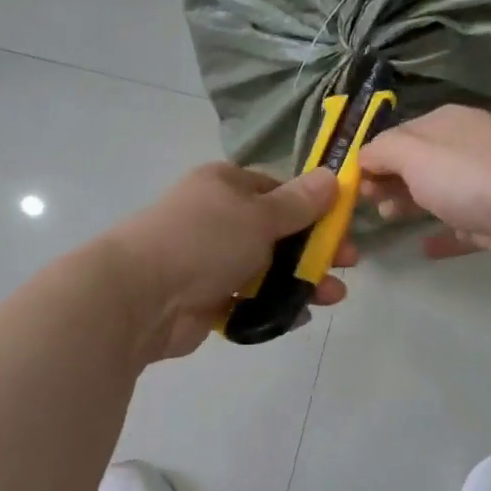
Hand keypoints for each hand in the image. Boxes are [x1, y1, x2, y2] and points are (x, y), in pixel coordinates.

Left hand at [103, 163, 355, 361]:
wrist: (142, 297)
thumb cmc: (204, 241)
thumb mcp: (259, 215)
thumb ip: (298, 203)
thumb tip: (333, 176)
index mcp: (225, 186)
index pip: (277, 190)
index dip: (313, 207)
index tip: (342, 225)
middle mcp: (218, 220)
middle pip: (278, 233)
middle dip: (315, 249)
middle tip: (349, 264)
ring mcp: (212, 262)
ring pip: (268, 269)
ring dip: (302, 281)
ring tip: (332, 296)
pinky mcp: (209, 299)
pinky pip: (250, 300)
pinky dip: (274, 306)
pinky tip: (298, 315)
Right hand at [360, 106, 490, 287]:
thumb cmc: (472, 178)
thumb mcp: (414, 153)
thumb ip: (382, 152)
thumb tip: (361, 157)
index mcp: (445, 125)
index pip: (398, 135)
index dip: (371, 157)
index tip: (347, 185)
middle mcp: (465, 151)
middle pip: (416, 165)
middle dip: (387, 180)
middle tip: (365, 204)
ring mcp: (483, 189)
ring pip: (437, 195)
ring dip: (409, 204)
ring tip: (386, 219)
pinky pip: (460, 230)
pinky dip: (440, 237)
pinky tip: (422, 250)